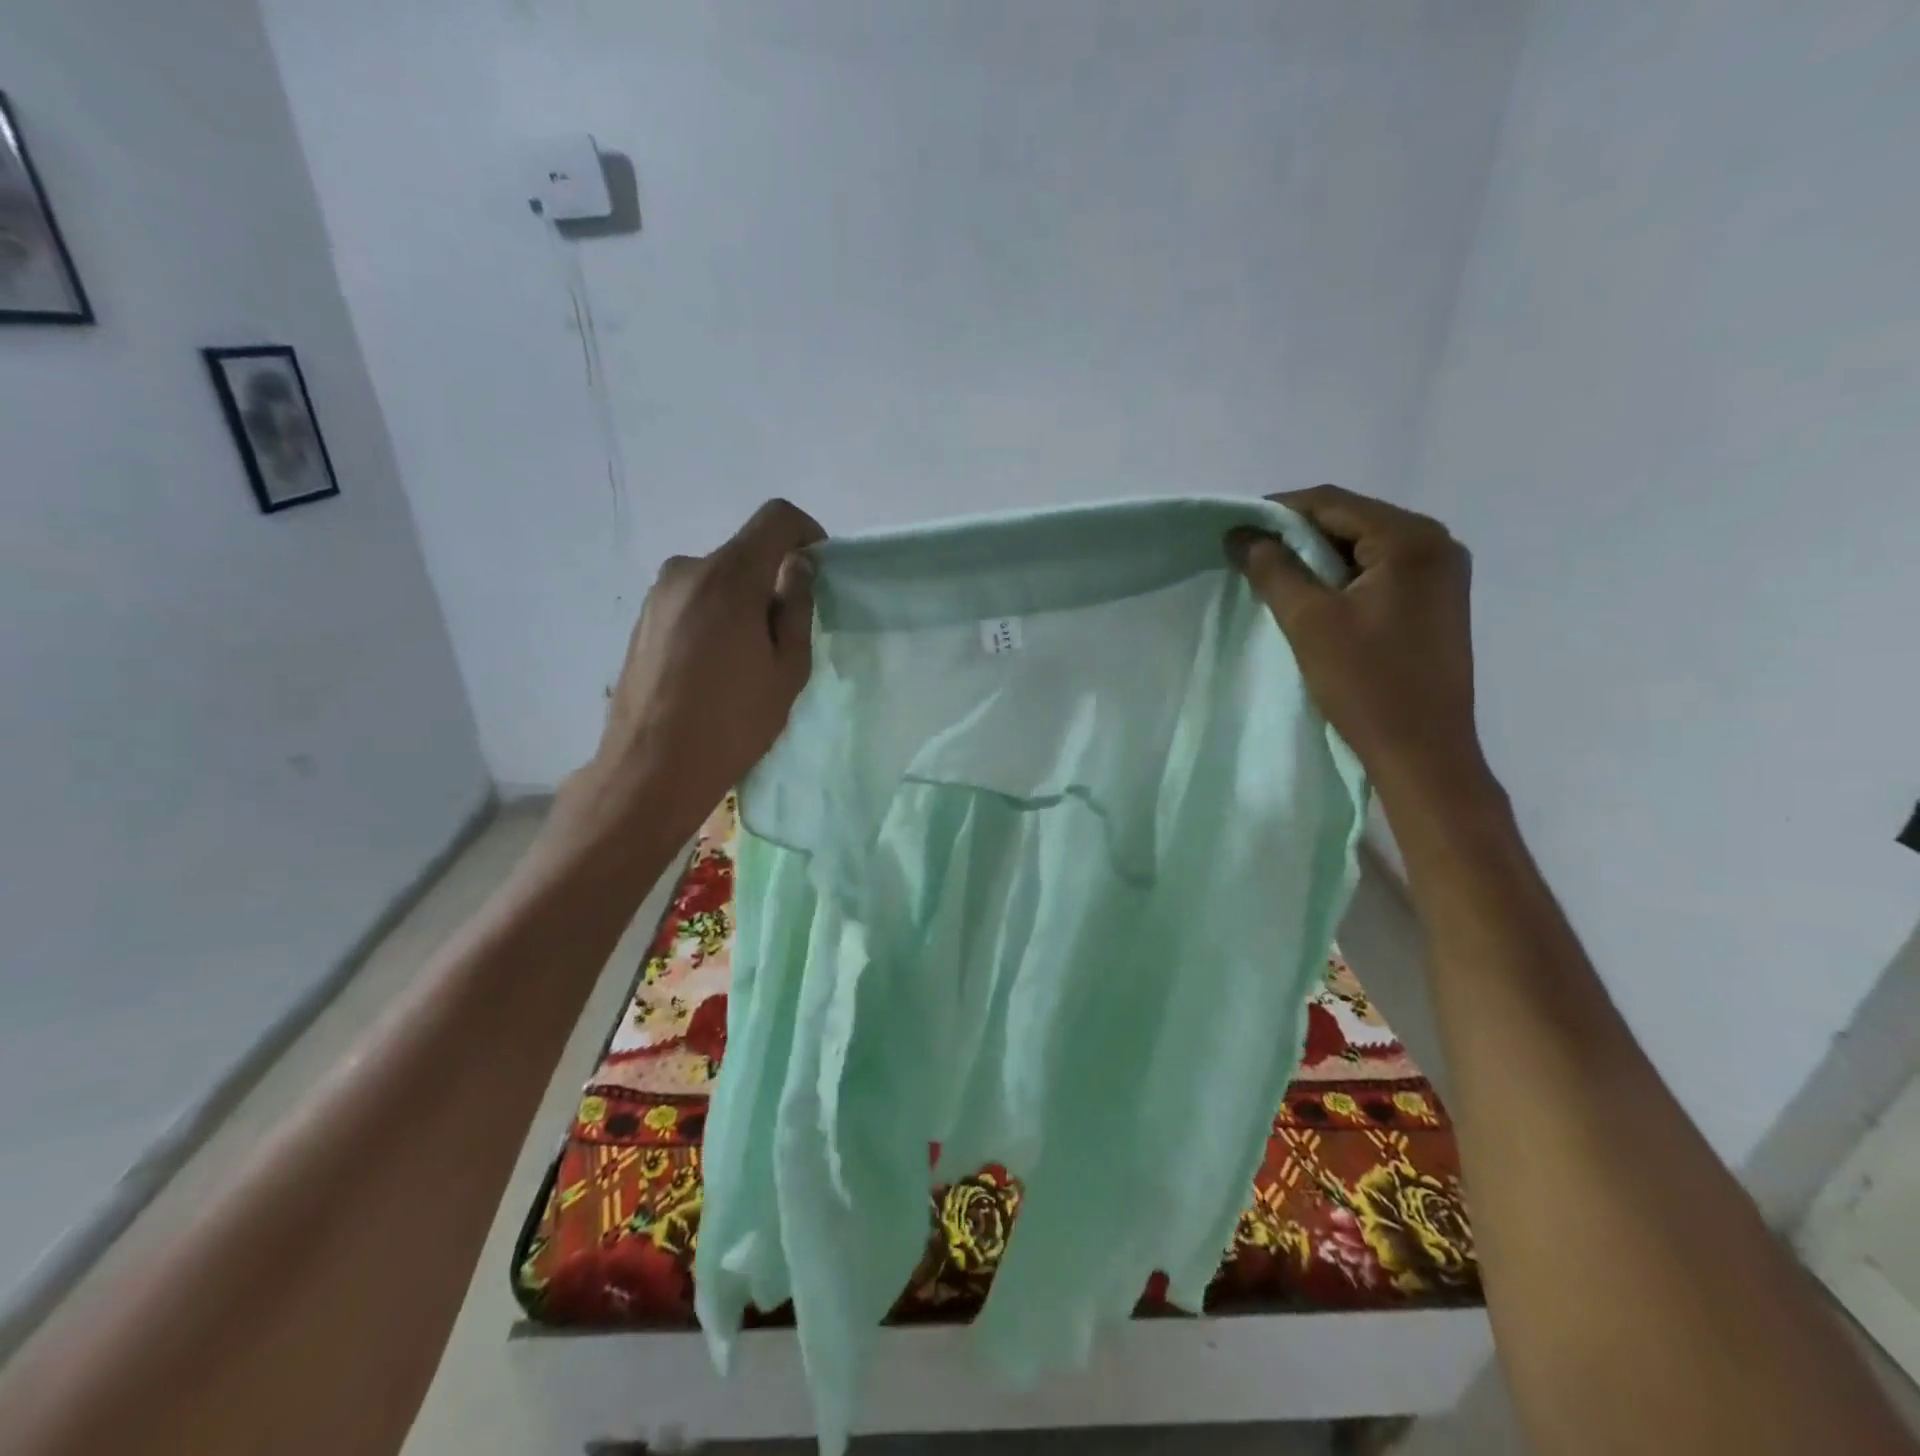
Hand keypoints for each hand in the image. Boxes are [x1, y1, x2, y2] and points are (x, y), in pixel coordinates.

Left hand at [574, 498, 824, 835]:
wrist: (651, 768)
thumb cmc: (732, 722)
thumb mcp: (787, 669)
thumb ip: (796, 608)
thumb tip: (797, 568)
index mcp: (728, 577)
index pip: (775, 519)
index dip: (806, 533)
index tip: (817, 571)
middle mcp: (687, 570)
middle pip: (745, 554)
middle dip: (772, 582)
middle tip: (784, 638)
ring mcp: (658, 595)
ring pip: (718, 581)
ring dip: (742, 603)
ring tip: (747, 662)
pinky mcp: (642, 620)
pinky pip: (693, 601)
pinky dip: (714, 618)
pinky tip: (715, 669)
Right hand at [1226, 485, 1490, 808]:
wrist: (1423, 751)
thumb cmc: (1366, 684)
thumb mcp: (1309, 621)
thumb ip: (1273, 569)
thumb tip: (1242, 534)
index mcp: (1411, 539)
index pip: (1332, 503)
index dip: (1278, 511)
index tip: (1236, 530)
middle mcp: (1436, 543)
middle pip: (1351, 520)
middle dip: (1297, 535)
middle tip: (1250, 558)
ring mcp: (1442, 574)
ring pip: (1364, 547)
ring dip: (1318, 559)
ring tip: (1276, 580)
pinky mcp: (1436, 602)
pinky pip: (1380, 572)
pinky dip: (1342, 578)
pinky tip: (1315, 600)